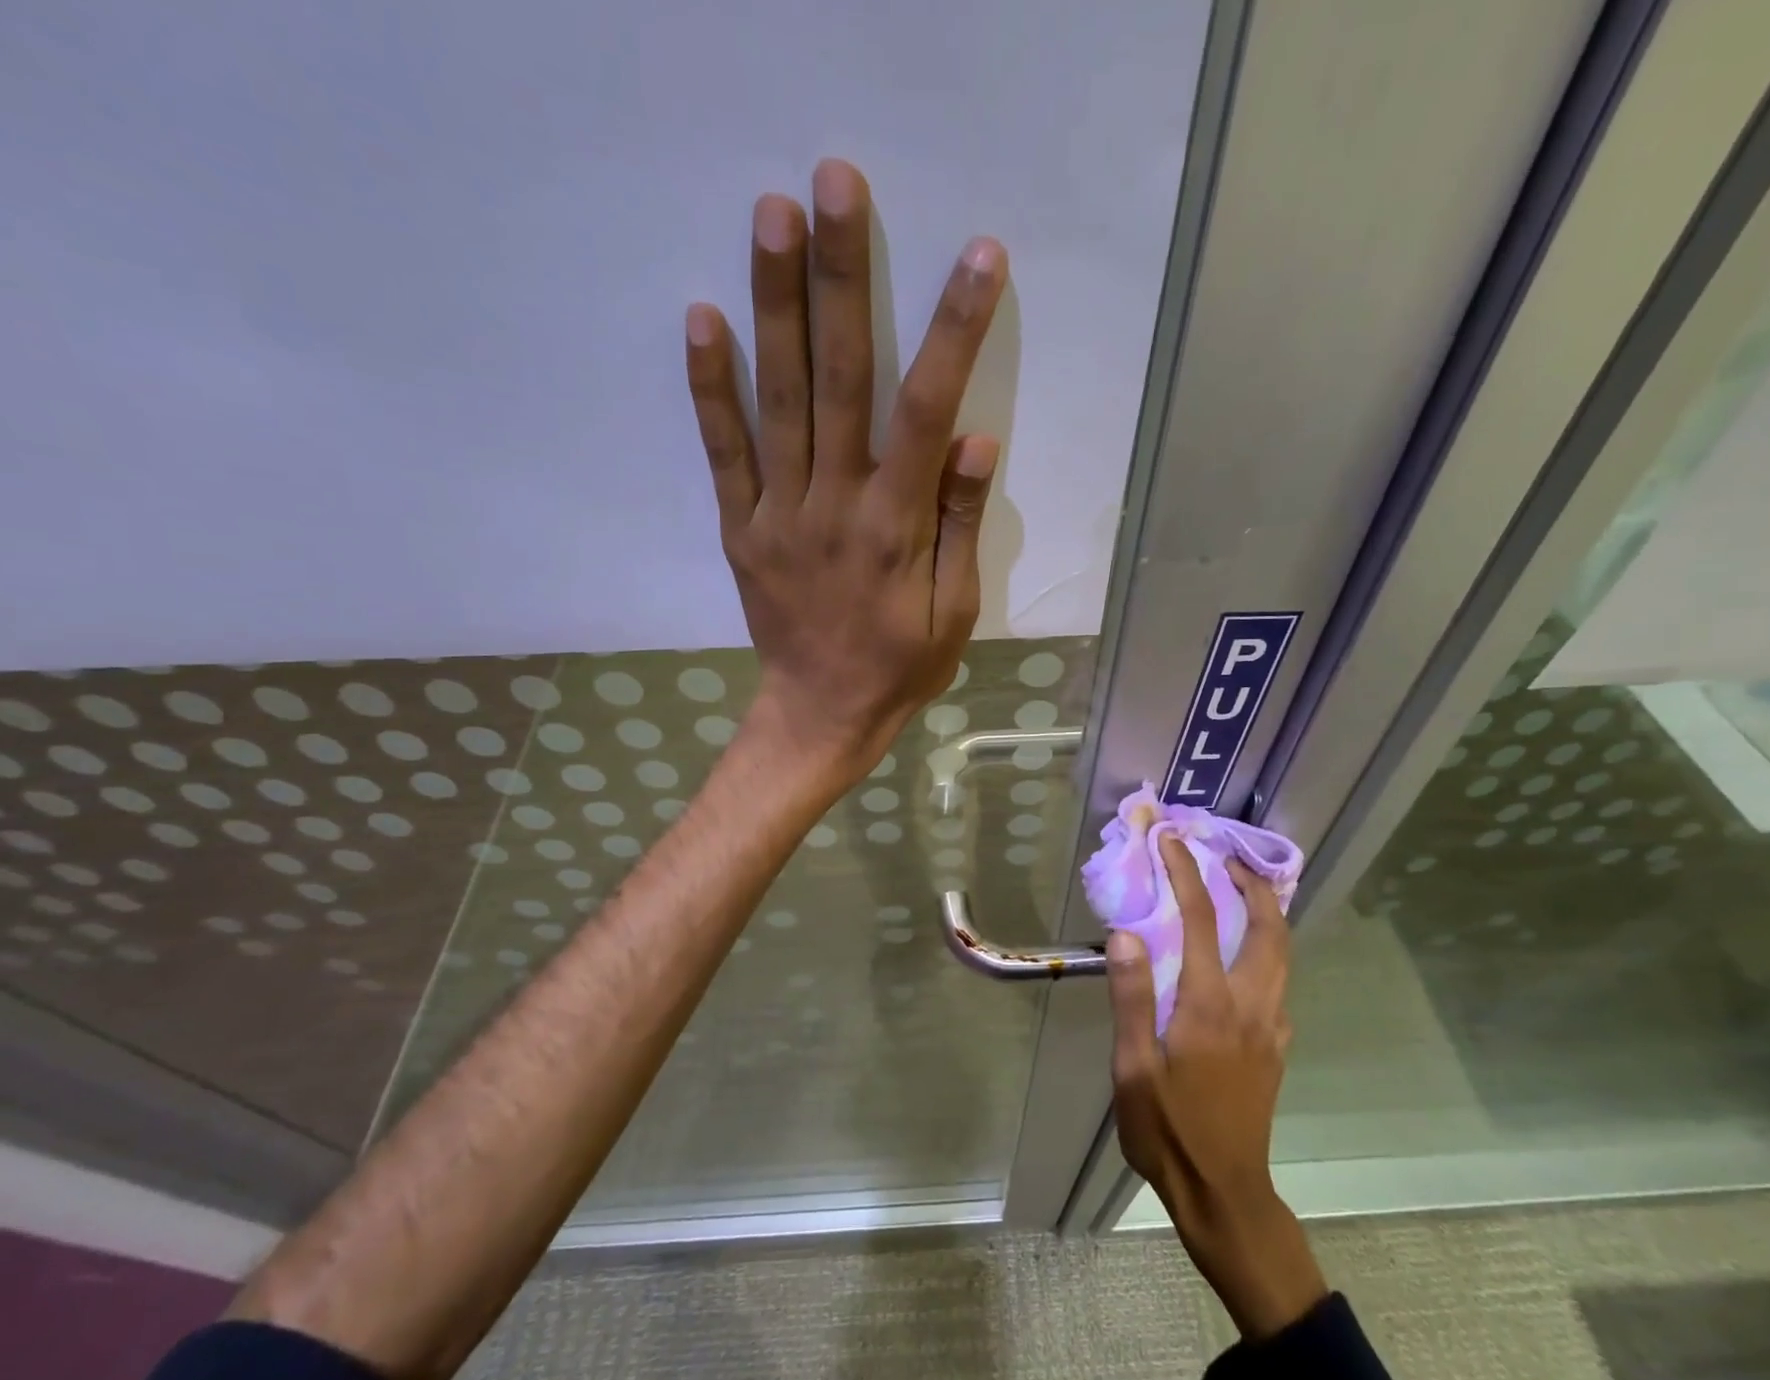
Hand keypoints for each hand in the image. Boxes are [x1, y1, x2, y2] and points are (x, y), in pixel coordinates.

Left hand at [684, 159, 1008, 778]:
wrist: (820, 715)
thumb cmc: (900, 666)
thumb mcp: (954, 613)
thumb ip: (960, 526)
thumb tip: (974, 440)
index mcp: (895, 527)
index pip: (925, 411)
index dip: (953, 331)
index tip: (976, 257)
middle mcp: (834, 505)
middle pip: (838, 379)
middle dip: (842, 277)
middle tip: (836, 183)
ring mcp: (778, 513)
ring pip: (777, 400)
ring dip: (775, 304)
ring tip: (772, 214)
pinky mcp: (741, 527)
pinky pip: (723, 452)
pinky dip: (710, 388)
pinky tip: (702, 317)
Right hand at [1107, 839, 1326, 1339]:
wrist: (1224, 1190)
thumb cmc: (1168, 1129)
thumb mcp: (1133, 1068)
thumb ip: (1132, 998)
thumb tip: (1127, 934)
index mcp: (1209, 1004)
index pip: (1202, 920)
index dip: (1186, 874)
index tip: (1172, 842)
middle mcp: (1250, 1005)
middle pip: (1268, 927)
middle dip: (1251, 883)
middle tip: (1225, 857)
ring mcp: (1270, 1025)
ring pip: (1283, 952)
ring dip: (1267, 911)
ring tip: (1240, 890)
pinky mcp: (1275, 1045)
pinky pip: (1280, 979)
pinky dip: (1269, 946)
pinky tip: (1247, 953)